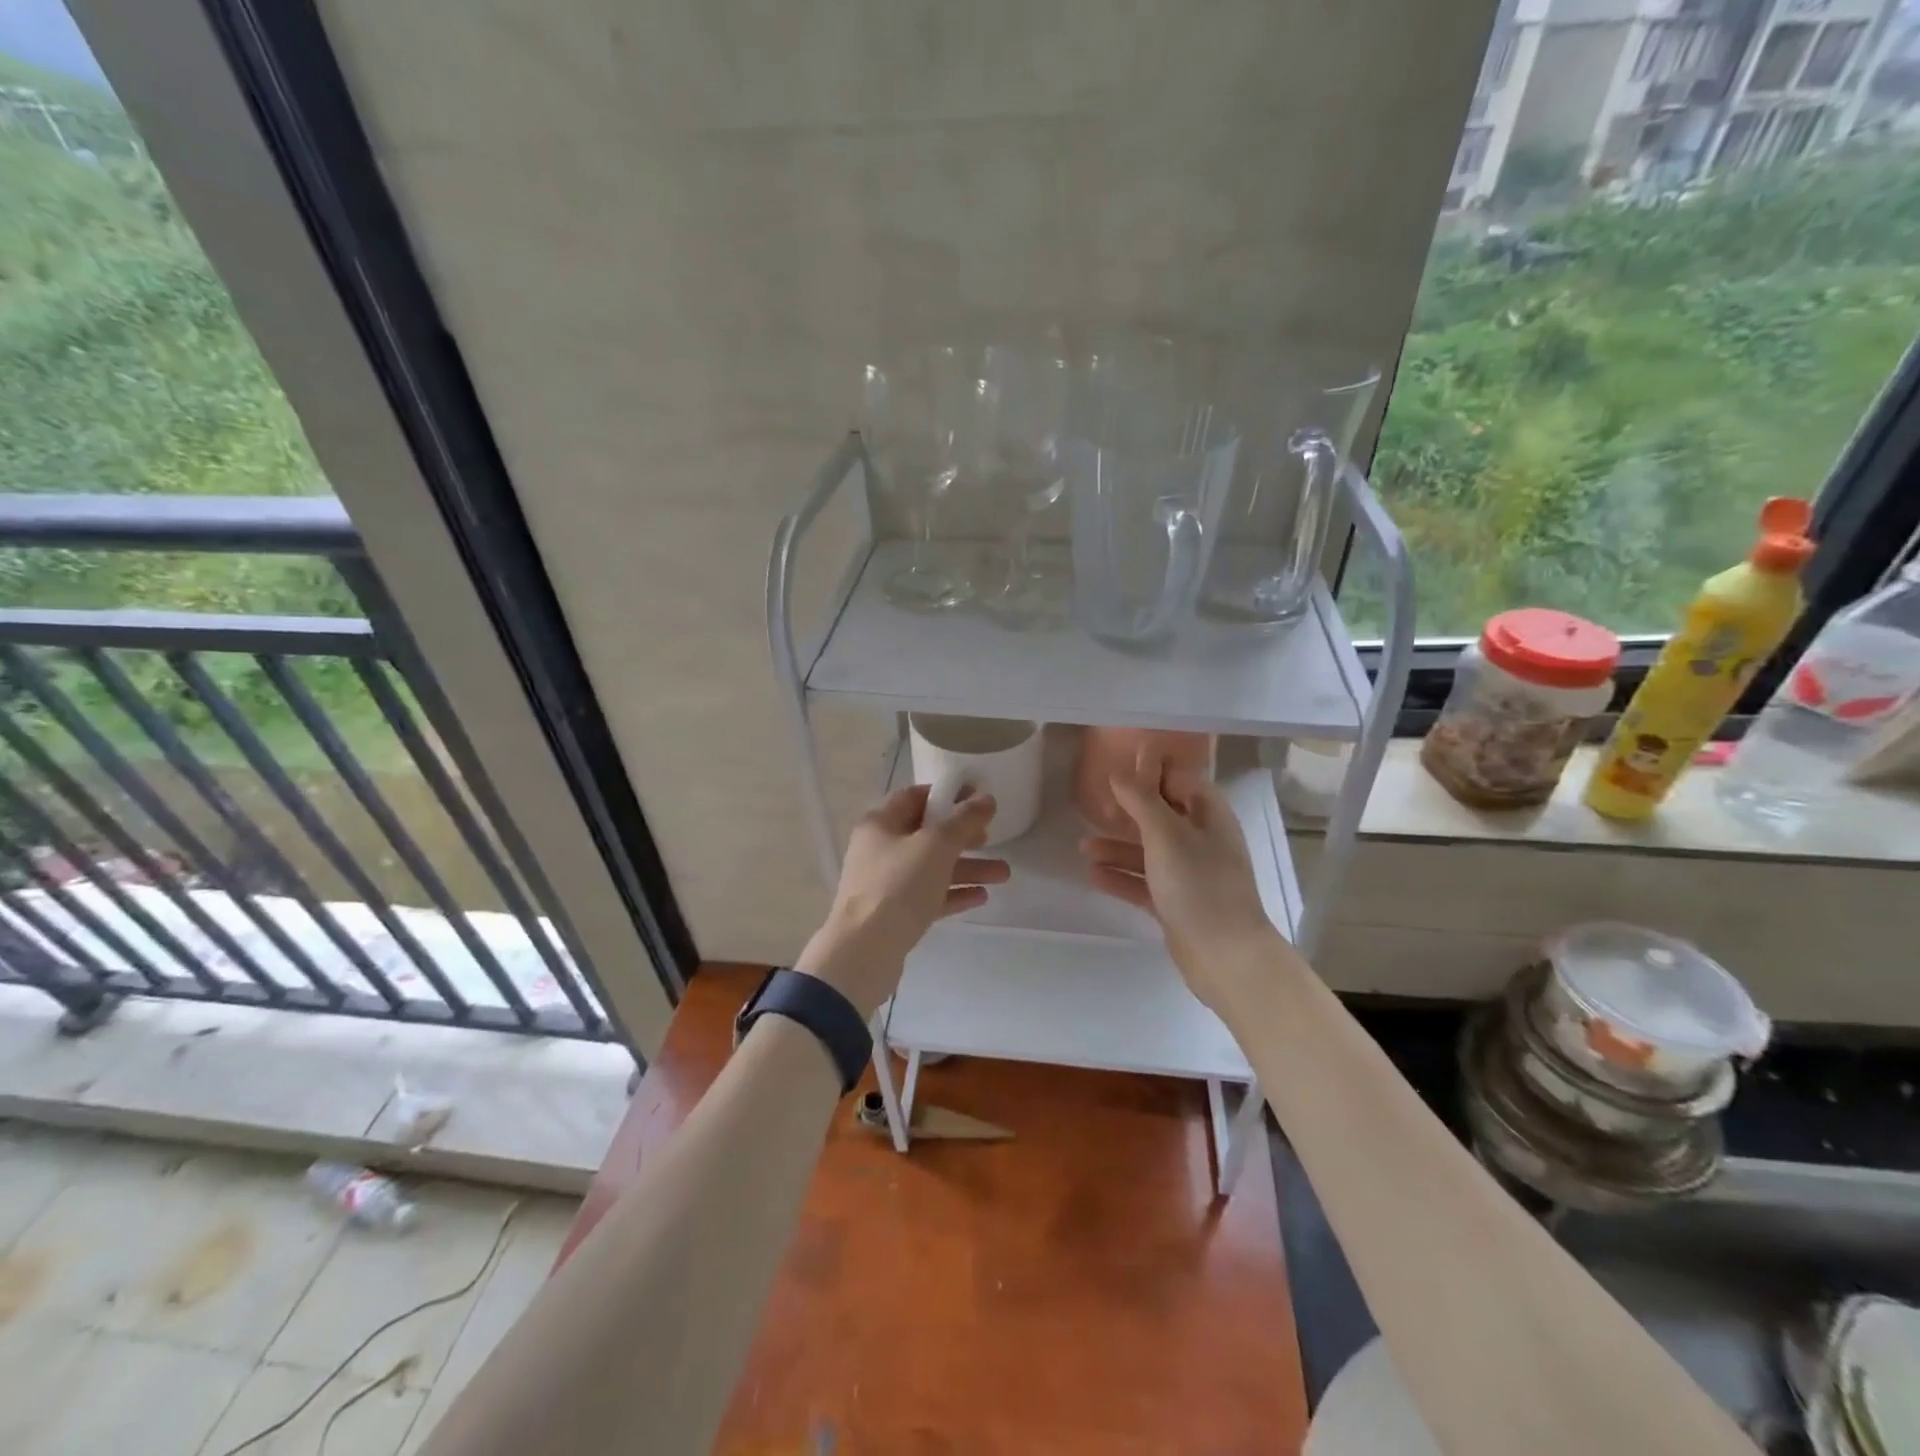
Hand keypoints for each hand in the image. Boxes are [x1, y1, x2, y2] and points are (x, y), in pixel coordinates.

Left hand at [798, 784, 1010, 1017]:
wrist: (865, 951)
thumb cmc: (898, 885)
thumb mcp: (936, 845)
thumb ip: (964, 820)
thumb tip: (986, 799)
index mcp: (881, 823)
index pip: (915, 797)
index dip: (947, 795)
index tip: (978, 799)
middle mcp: (879, 849)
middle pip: (926, 834)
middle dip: (963, 836)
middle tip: (991, 838)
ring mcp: (885, 883)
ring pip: (932, 868)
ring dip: (967, 868)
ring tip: (1004, 874)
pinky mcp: (893, 914)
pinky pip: (928, 896)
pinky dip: (953, 893)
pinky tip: (982, 897)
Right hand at [1080, 747, 1285, 1015]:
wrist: (1225, 956)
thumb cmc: (1199, 885)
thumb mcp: (1166, 835)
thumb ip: (1142, 800)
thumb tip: (1119, 773)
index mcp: (1209, 816)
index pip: (1180, 780)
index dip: (1151, 771)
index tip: (1117, 767)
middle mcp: (1201, 840)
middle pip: (1161, 815)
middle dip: (1128, 810)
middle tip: (1096, 806)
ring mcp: (1189, 874)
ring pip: (1148, 851)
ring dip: (1117, 847)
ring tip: (1083, 846)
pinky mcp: (1177, 903)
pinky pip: (1144, 882)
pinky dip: (1121, 877)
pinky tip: (1093, 875)